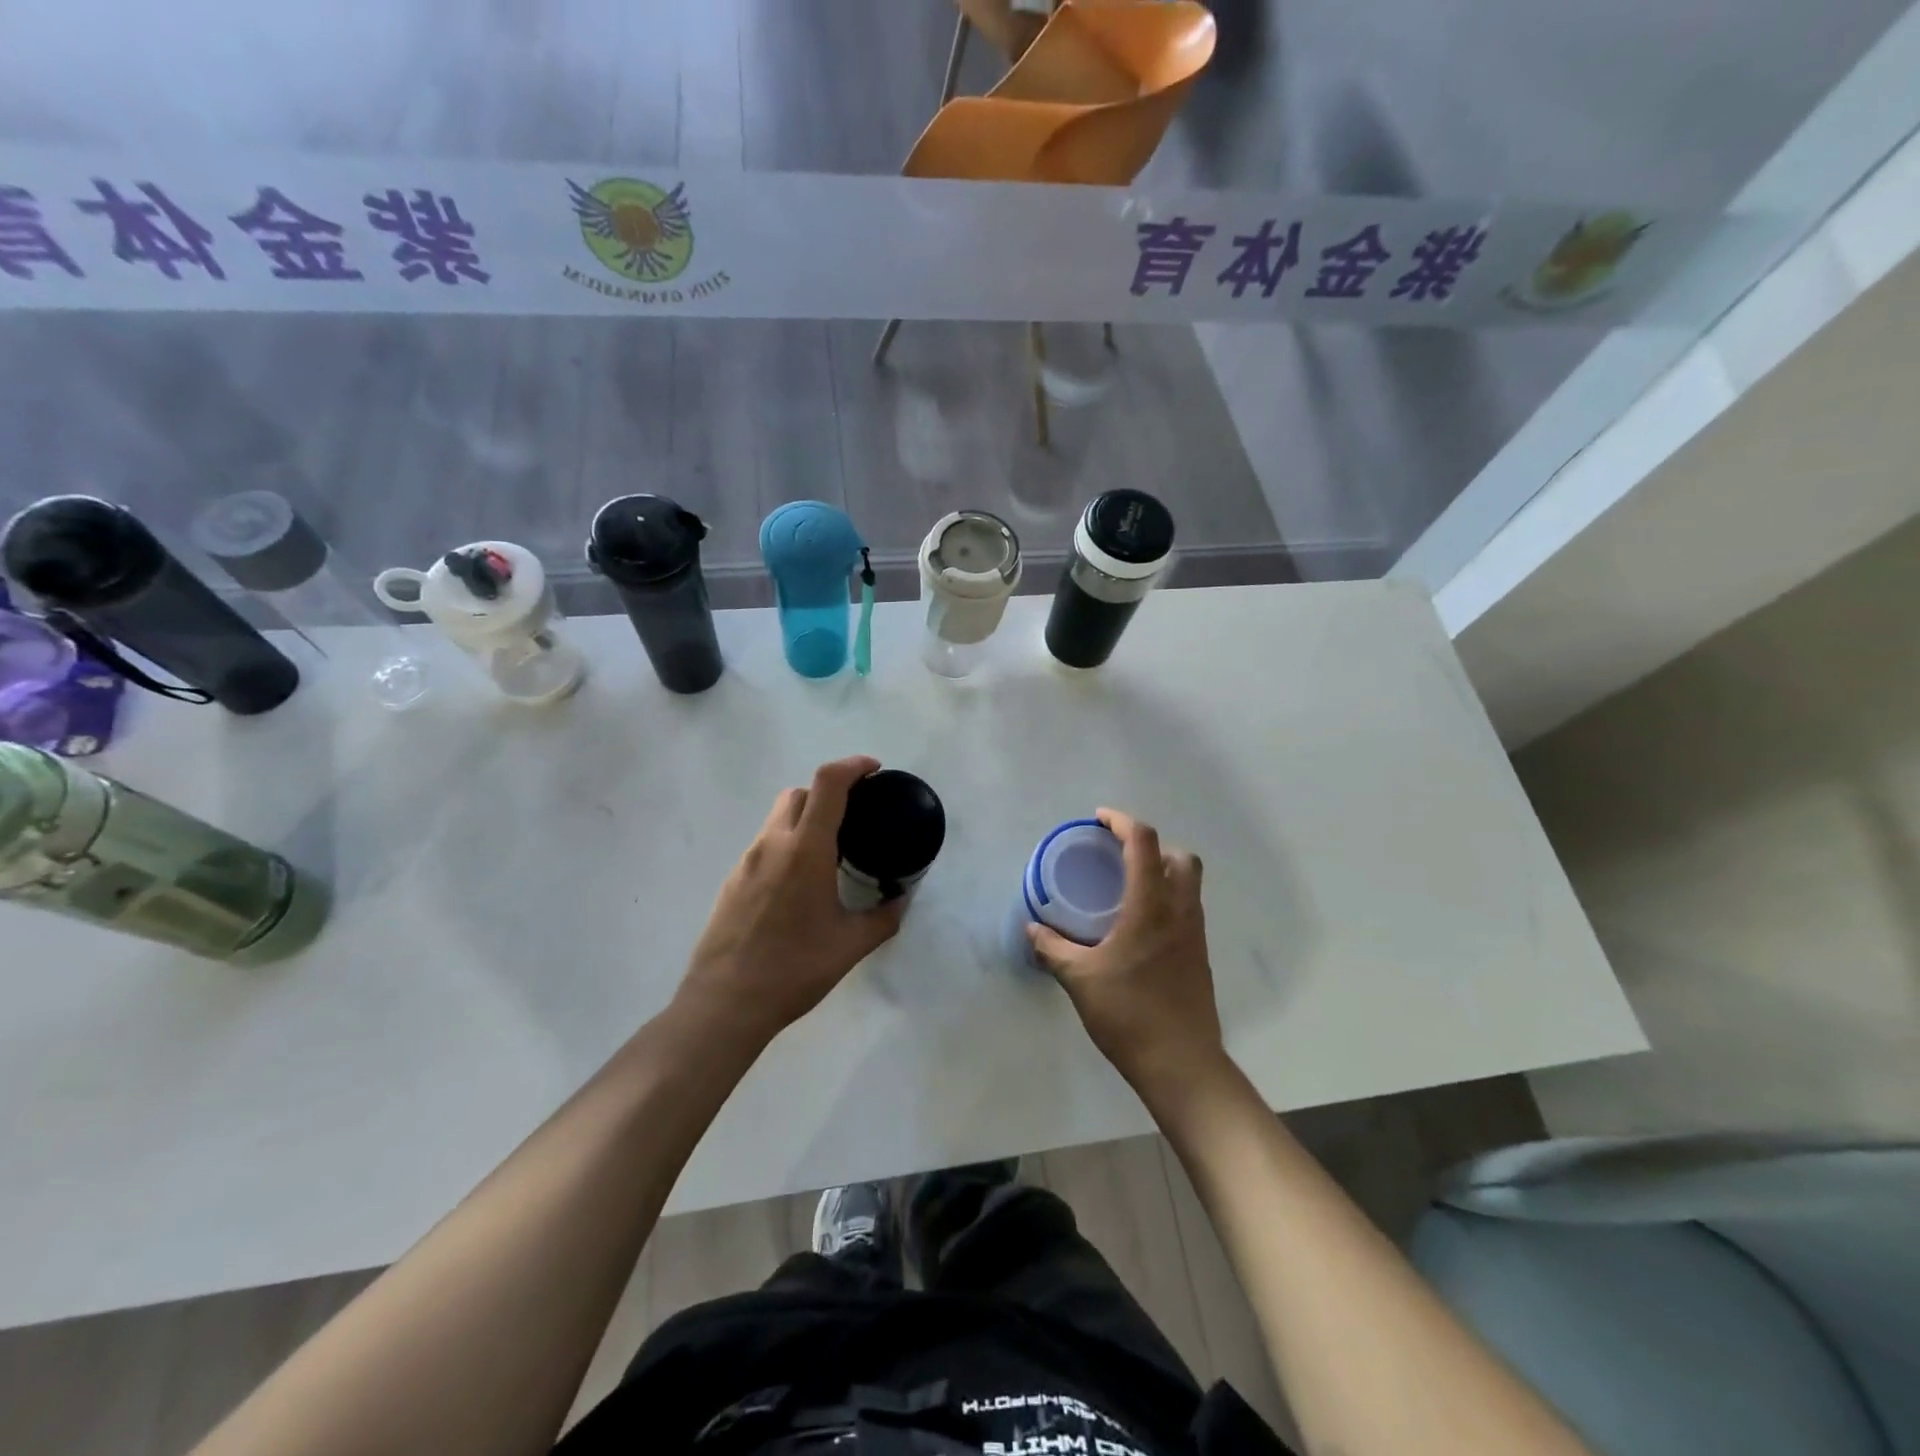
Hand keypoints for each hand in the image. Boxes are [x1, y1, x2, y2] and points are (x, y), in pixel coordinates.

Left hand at [677, 756, 905, 1046]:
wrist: (724, 1003)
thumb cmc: (794, 969)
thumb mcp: (850, 945)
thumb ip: (883, 918)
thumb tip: (902, 900)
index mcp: (805, 850)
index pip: (828, 784)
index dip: (853, 766)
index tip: (874, 770)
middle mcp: (773, 844)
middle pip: (799, 793)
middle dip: (828, 792)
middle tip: (853, 817)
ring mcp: (746, 861)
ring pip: (777, 818)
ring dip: (805, 820)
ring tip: (829, 855)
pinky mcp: (732, 881)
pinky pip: (764, 846)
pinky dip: (786, 846)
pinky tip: (798, 885)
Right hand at [1028, 808, 1226, 1093]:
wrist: (1181, 1064)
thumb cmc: (1129, 1014)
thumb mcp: (1080, 979)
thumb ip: (1052, 948)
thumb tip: (1032, 928)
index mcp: (1151, 906)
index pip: (1144, 842)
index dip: (1122, 822)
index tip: (1099, 819)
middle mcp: (1180, 911)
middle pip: (1180, 856)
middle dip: (1150, 845)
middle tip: (1118, 856)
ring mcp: (1195, 934)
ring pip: (1189, 883)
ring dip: (1162, 871)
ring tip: (1127, 887)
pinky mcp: (1199, 955)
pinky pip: (1188, 908)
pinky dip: (1167, 899)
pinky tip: (1139, 926)